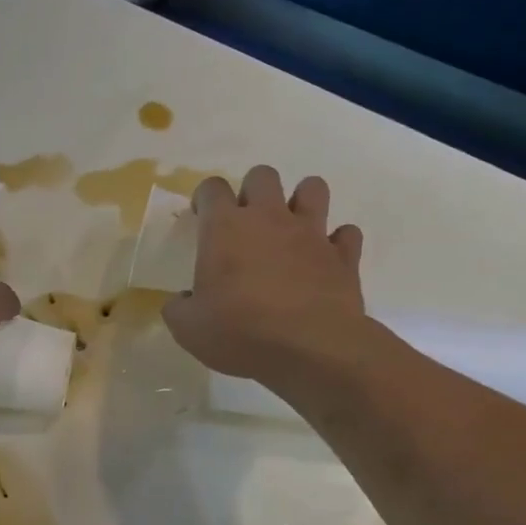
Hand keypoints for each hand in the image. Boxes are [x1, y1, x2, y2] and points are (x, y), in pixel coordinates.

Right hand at [162, 166, 367, 381]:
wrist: (311, 348)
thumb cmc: (240, 332)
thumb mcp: (188, 328)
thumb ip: (179, 308)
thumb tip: (182, 301)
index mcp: (225, 228)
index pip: (212, 188)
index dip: (205, 198)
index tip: (201, 218)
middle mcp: (269, 218)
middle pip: (262, 176)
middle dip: (253, 191)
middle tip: (246, 223)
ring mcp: (311, 233)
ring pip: (313, 188)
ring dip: (302, 201)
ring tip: (291, 228)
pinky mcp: (343, 256)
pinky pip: (346, 234)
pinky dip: (337, 242)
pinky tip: (326, 260)